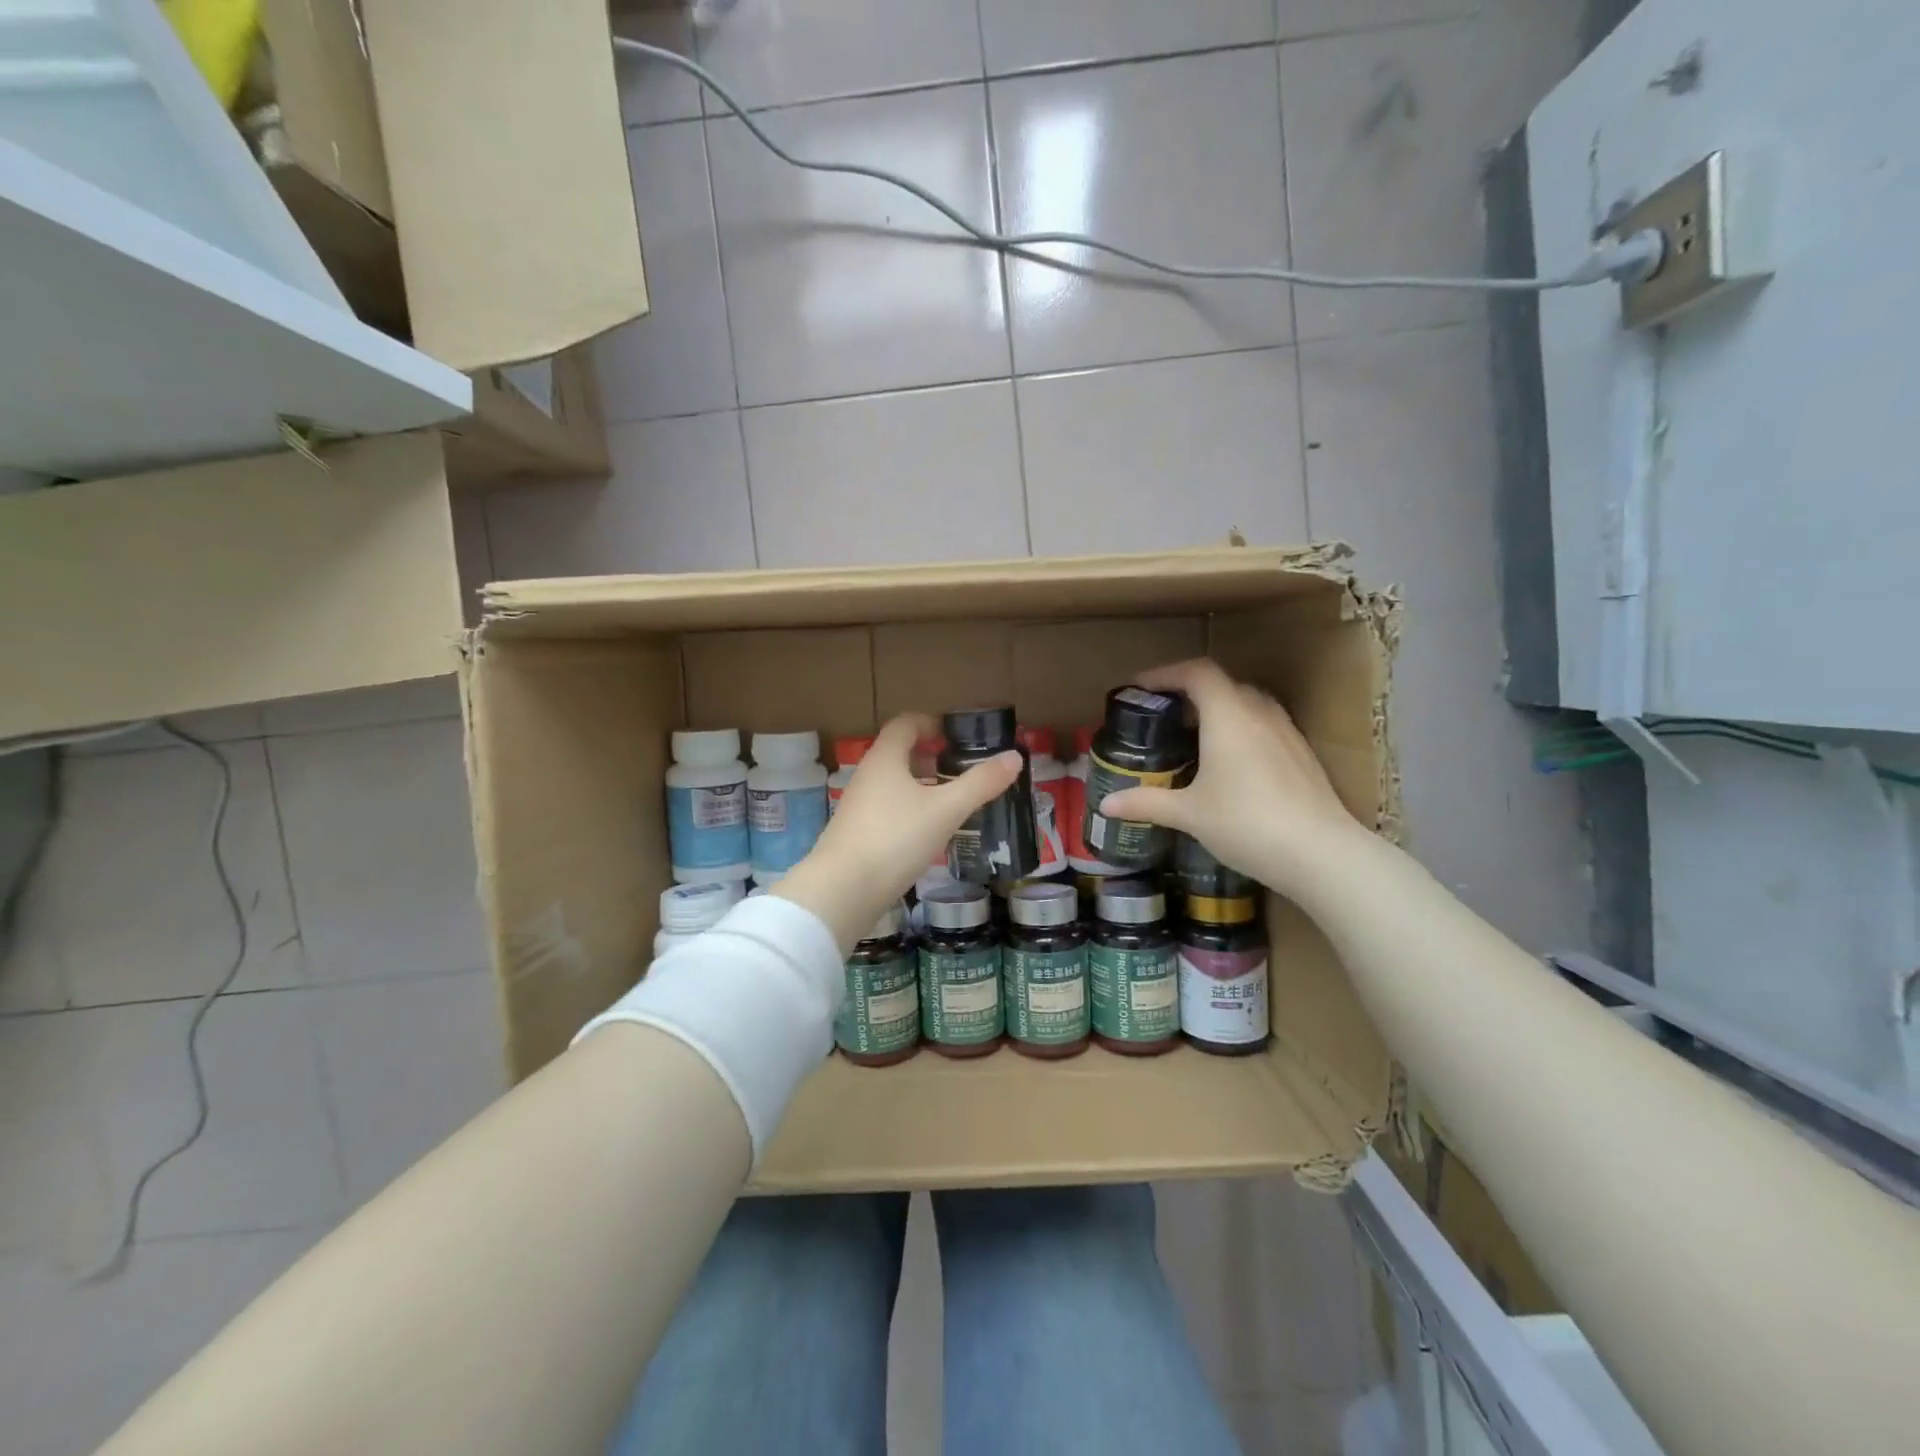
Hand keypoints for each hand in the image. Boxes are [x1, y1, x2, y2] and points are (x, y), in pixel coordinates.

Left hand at [774, 715, 1021, 950]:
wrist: (843, 890)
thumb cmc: (896, 838)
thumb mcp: (946, 810)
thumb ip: (981, 783)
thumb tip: (1015, 756)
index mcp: (885, 758)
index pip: (905, 724)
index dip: (930, 723)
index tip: (956, 736)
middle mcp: (867, 775)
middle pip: (899, 753)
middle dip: (930, 757)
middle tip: (961, 769)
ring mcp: (858, 806)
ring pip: (894, 784)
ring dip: (922, 786)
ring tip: (952, 801)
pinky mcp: (857, 834)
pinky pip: (888, 810)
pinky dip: (911, 811)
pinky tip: (929, 833)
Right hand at [1098, 659, 1366, 899]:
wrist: (1320, 853)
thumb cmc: (1246, 823)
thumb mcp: (1189, 814)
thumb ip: (1147, 803)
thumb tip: (1106, 805)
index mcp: (1228, 715)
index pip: (1196, 672)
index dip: (1165, 673)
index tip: (1140, 688)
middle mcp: (1259, 713)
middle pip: (1222, 685)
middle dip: (1190, 693)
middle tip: (1164, 716)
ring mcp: (1286, 732)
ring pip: (1248, 704)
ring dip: (1218, 711)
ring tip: (1194, 738)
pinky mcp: (1302, 755)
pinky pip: (1265, 726)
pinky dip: (1241, 731)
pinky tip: (1231, 766)